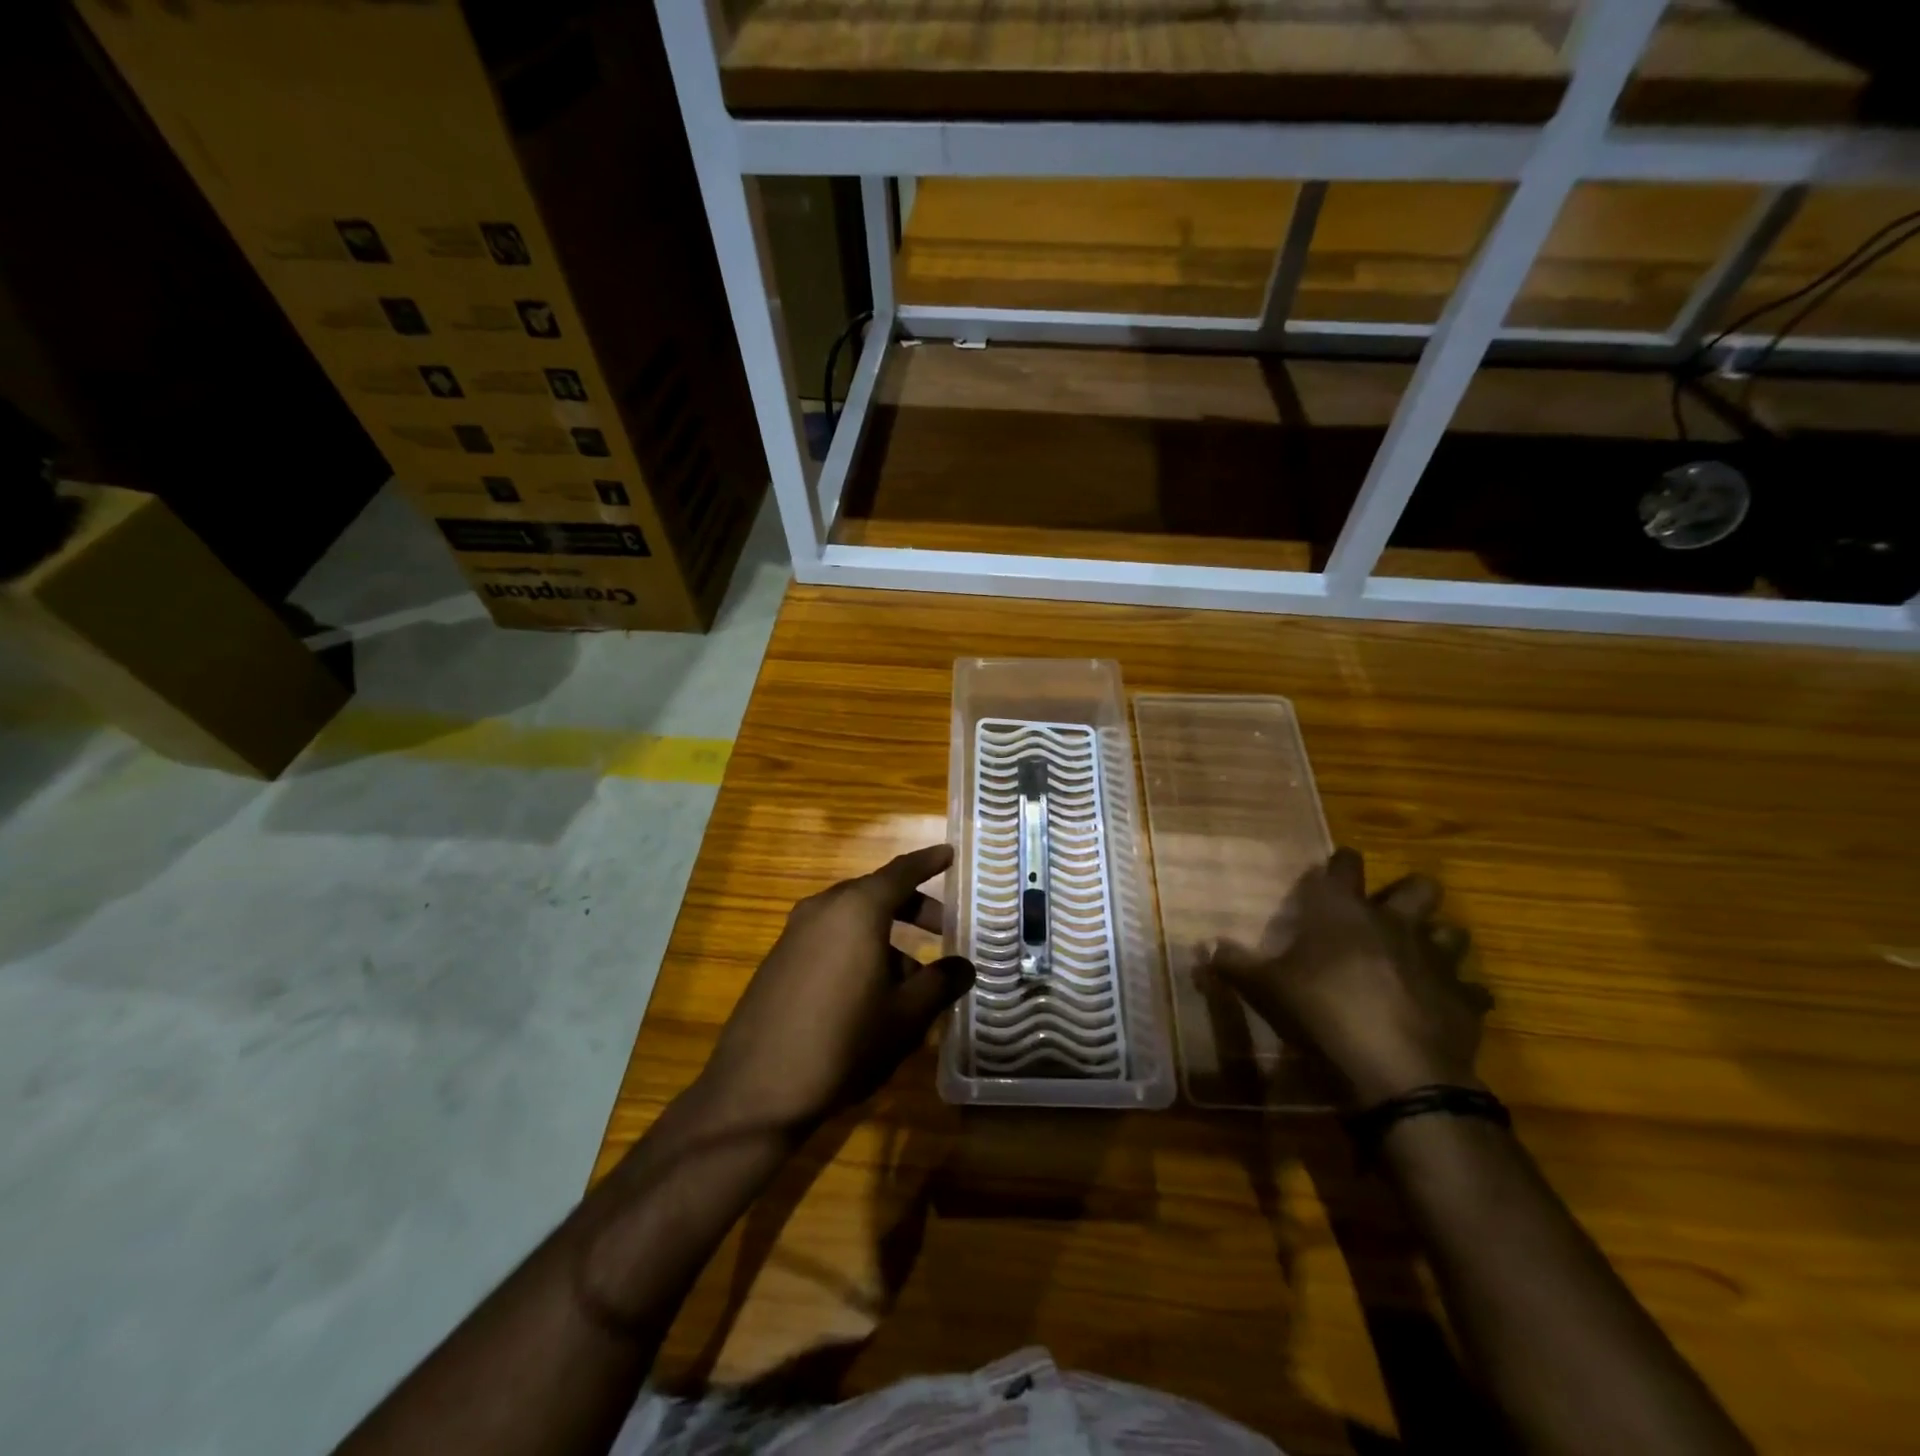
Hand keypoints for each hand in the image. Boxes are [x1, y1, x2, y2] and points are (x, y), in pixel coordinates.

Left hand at [692, 844, 975, 1136]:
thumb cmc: (843, 1042)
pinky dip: (858, 949)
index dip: (929, 862)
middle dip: (913, 908)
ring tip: (913, 980)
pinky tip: (871, 994)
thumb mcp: (905, 1016)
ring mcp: (795, 934)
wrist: (756, 1090)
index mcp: (857, 909)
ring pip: (852, 919)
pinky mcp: (778, 961)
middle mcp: (823, 909)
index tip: (950, 854)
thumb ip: (940, 983)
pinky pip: (829, 939)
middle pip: (876, 894)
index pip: (901, 872)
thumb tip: (963, 966)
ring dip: (886, 936)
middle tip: (944, 930)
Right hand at [1209, 847, 1488, 1108]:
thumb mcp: (1265, 989)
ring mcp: (1436, 960)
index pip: (1345, 866)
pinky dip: (1458, 996)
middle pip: (1419, 887)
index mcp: (1344, 912)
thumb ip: (1236, 965)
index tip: (1337, 866)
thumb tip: (1205, 946)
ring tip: (1419, 958)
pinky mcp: (1464, 1001)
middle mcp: (1395, 924)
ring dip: (1437, 940)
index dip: (1341, 863)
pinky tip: (1441, 1008)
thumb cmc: (1323, 1012)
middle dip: (1408, 893)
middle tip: (1388, 912)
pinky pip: (1471, 991)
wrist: (1397, 1071)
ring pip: (1452, 932)